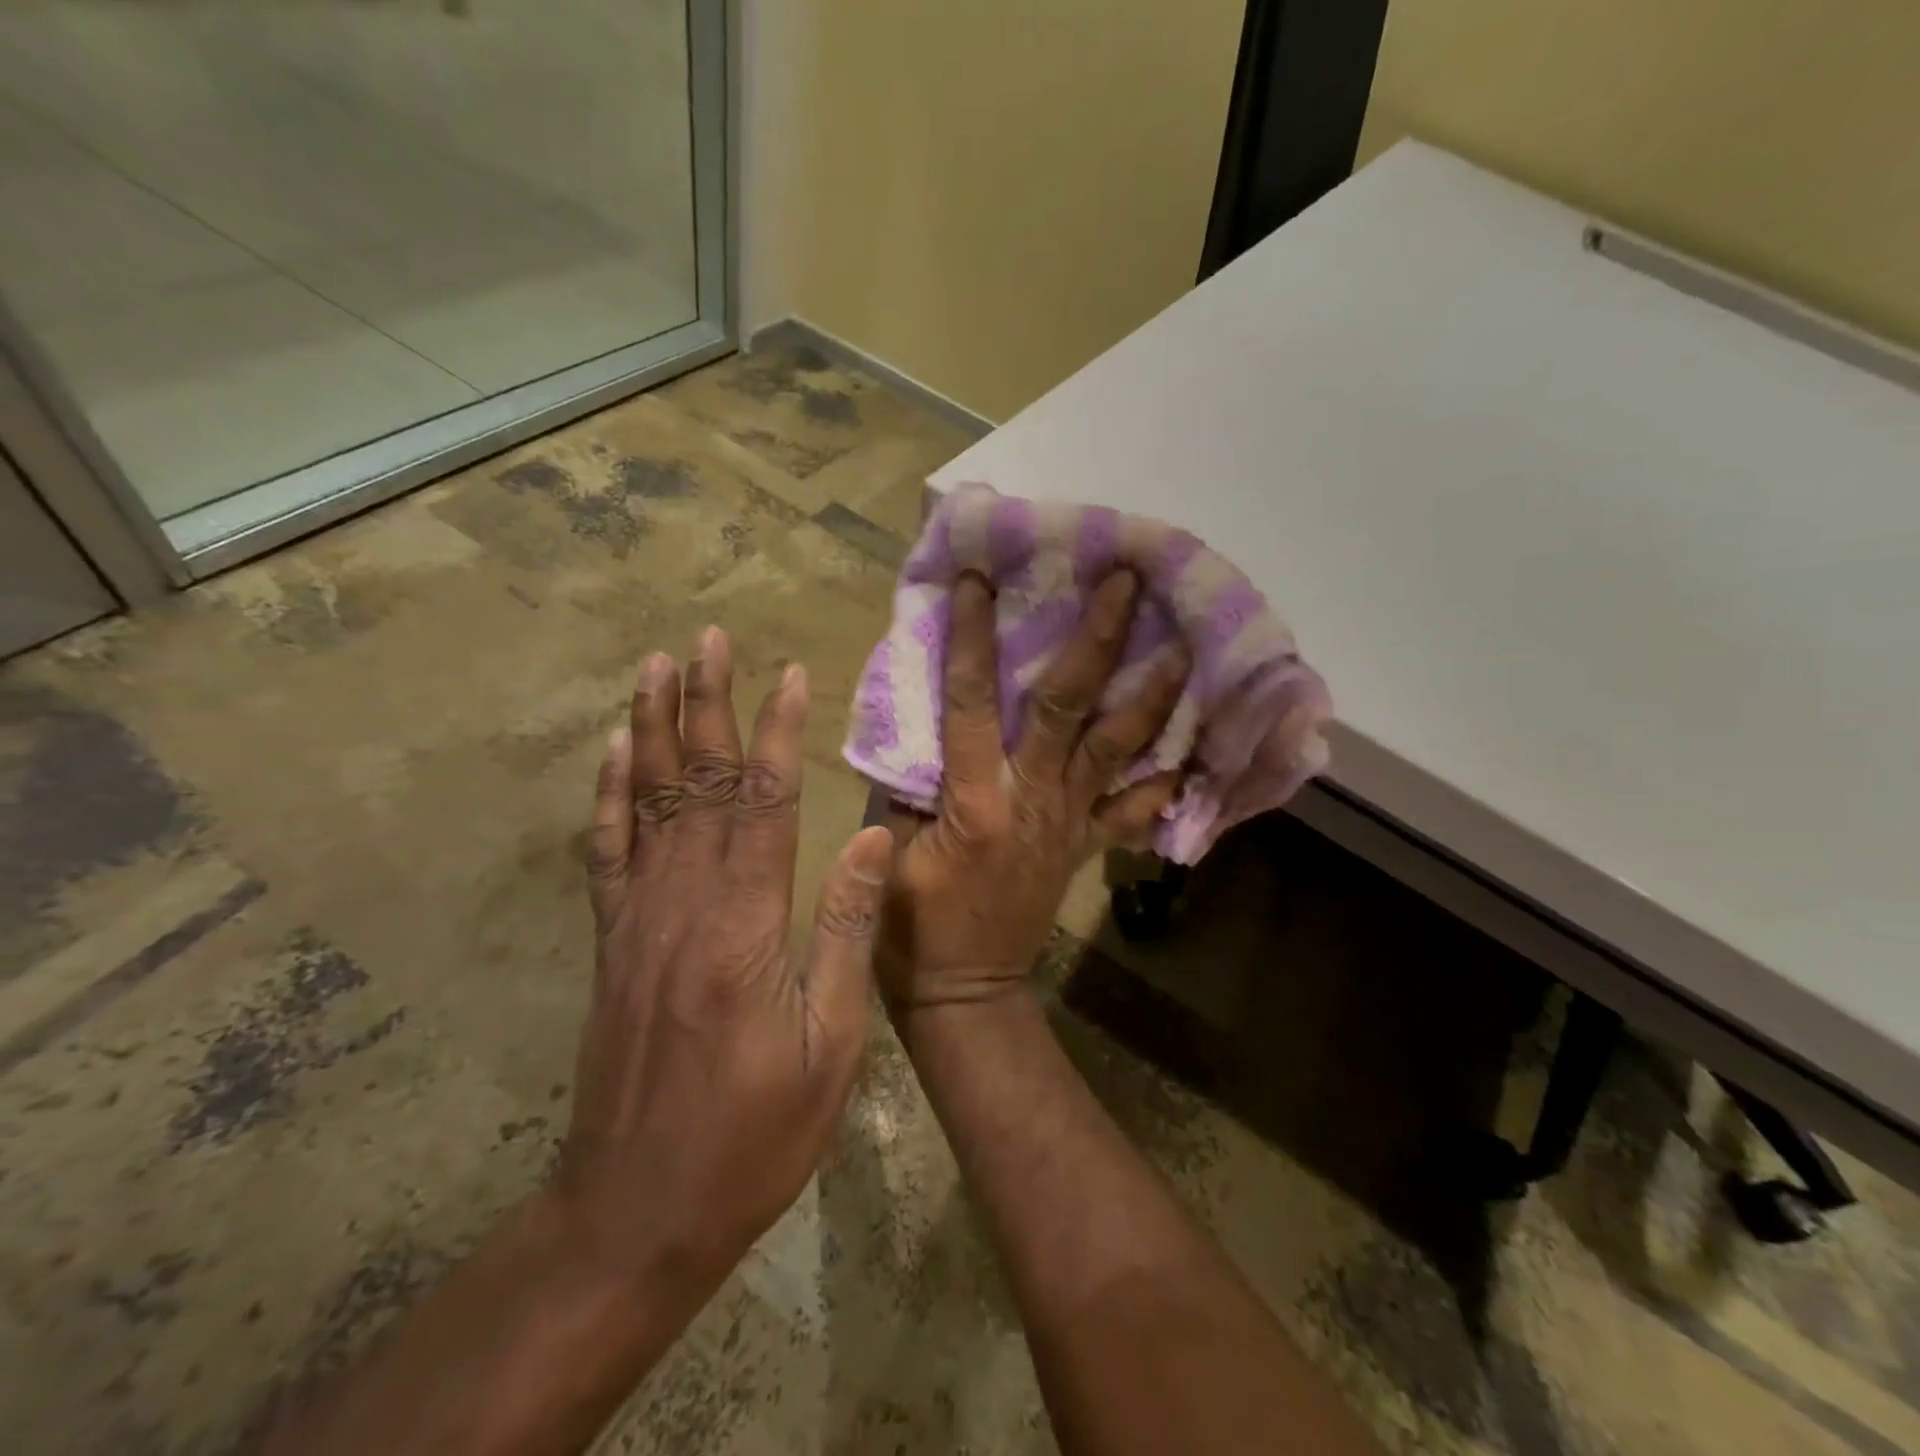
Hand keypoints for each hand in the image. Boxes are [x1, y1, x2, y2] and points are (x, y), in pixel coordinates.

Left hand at [554, 629, 894, 1299]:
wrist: (637, 1211)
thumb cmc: (755, 1134)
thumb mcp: (831, 1043)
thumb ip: (848, 931)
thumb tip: (872, 838)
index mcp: (745, 925)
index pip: (764, 802)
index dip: (777, 732)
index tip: (791, 674)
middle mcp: (683, 904)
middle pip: (698, 783)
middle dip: (707, 704)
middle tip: (707, 638)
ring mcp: (638, 919)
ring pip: (646, 802)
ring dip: (652, 728)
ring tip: (655, 667)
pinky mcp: (613, 942)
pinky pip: (607, 851)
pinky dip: (608, 794)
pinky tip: (613, 753)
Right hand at [877, 570, 1186, 1011]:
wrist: (967, 991)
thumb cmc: (912, 925)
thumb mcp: (886, 849)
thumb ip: (903, 780)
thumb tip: (918, 717)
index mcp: (975, 799)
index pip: (973, 701)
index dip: (975, 637)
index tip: (981, 578)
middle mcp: (1034, 800)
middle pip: (1070, 708)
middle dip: (1098, 639)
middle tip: (1127, 581)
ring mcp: (1069, 822)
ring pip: (1118, 748)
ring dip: (1152, 694)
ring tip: (1183, 644)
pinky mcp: (1086, 845)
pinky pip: (1134, 809)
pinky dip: (1166, 780)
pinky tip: (1198, 746)